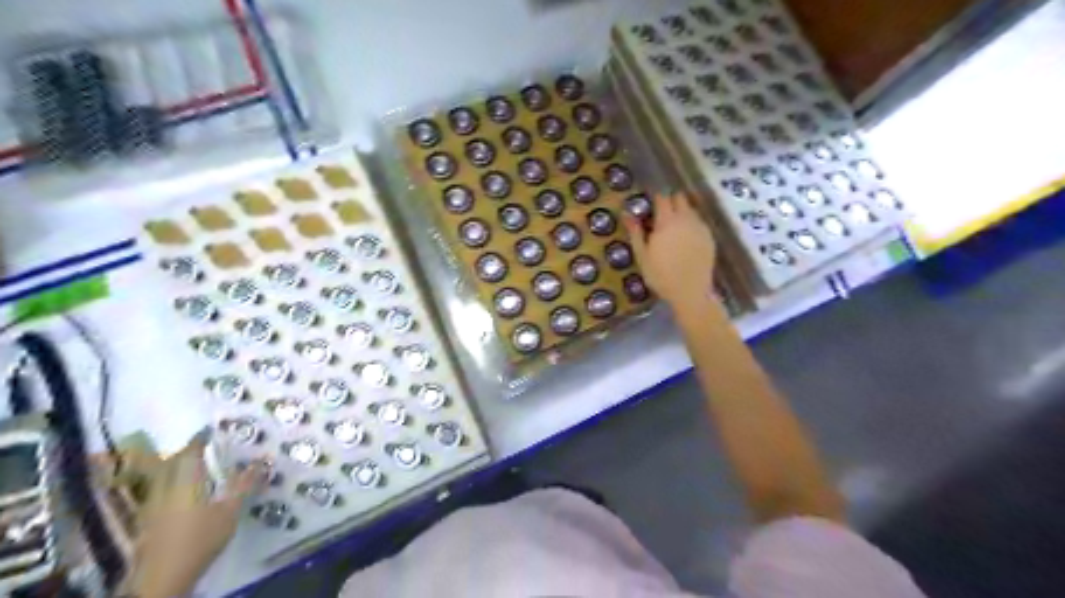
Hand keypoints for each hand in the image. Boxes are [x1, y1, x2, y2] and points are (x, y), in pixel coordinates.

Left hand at [127, 429, 265, 597]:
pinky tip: (183, 495)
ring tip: (196, 469)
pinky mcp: (147, 522)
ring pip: (163, 478)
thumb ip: (244, 485)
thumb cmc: (200, 539)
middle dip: (187, 453)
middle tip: (204, 448)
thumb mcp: (230, 511)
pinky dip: (172, 485)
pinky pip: (160, 492)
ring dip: (178, 469)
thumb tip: (262, 460)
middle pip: (172, 464)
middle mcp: (164, 489)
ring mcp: (152, 506)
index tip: (210, 430)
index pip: (190, 453)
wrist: (162, 578)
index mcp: (184, 482)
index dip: (199, 440)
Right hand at [621, 195, 718, 309]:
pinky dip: (691, 224)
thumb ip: (635, 232)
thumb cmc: (661, 275)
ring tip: (673, 227)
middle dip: (671, 201)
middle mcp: (686, 219)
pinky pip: (699, 222)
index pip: (662, 199)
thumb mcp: (642, 255)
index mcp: (667, 222)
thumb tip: (626, 214)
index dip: (656, 198)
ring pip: (691, 210)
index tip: (650, 205)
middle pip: (680, 199)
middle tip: (661, 214)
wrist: (690, 292)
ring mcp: (700, 227)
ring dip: (682, 212)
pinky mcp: (709, 237)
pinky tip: (685, 238)